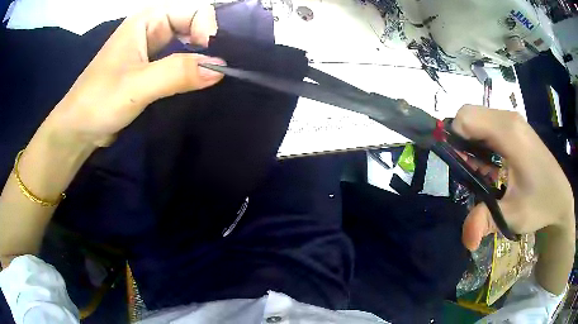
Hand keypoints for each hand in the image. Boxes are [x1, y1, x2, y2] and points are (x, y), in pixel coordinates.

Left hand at [46, 1, 224, 146]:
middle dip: (208, 46)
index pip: (195, 11)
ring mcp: (151, 50)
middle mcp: (152, 29)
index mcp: (148, 19)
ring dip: (200, 61)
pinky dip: (190, 73)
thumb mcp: (137, 85)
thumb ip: (177, 73)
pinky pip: (178, 64)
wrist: (78, 129)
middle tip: (216, 73)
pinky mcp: (150, 70)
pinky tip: (197, 85)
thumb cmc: (99, 101)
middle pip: (194, 26)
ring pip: (187, 46)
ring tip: (210, 80)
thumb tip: (220, 69)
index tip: (209, 60)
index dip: (208, 30)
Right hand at [452, 105, 574, 250]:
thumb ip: (486, 221)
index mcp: (509, 133)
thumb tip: (466, 240)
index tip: (459, 166)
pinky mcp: (515, 127)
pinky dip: (481, 142)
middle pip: (469, 115)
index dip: (454, 139)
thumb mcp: (513, 217)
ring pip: (477, 119)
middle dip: (461, 141)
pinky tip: (490, 165)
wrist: (561, 198)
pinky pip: (487, 124)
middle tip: (469, 171)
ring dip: (470, 143)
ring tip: (481, 171)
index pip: (466, 117)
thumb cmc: (540, 204)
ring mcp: (513, 121)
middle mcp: (509, 119)